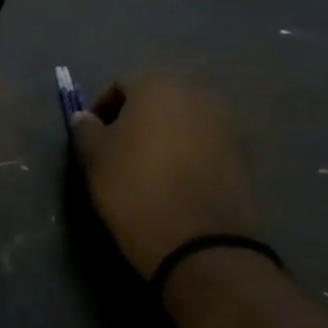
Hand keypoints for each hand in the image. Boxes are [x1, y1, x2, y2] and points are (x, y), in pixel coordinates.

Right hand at [69, 75, 257, 277]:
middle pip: (158, 98)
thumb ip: (86, 130)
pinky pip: (205, 143)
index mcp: (157, 86)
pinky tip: (176, 181)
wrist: (200, 242)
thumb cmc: (135, 190)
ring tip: (149, 168)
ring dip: (165, 136)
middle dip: (137, 119)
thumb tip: (84, 117)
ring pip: (184, 120)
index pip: (121, 85)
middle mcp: (196, 93)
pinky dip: (189, 154)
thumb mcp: (95, 160)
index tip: (93, 138)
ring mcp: (225, 122)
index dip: (103, 109)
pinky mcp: (242, 153)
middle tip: (119, 151)